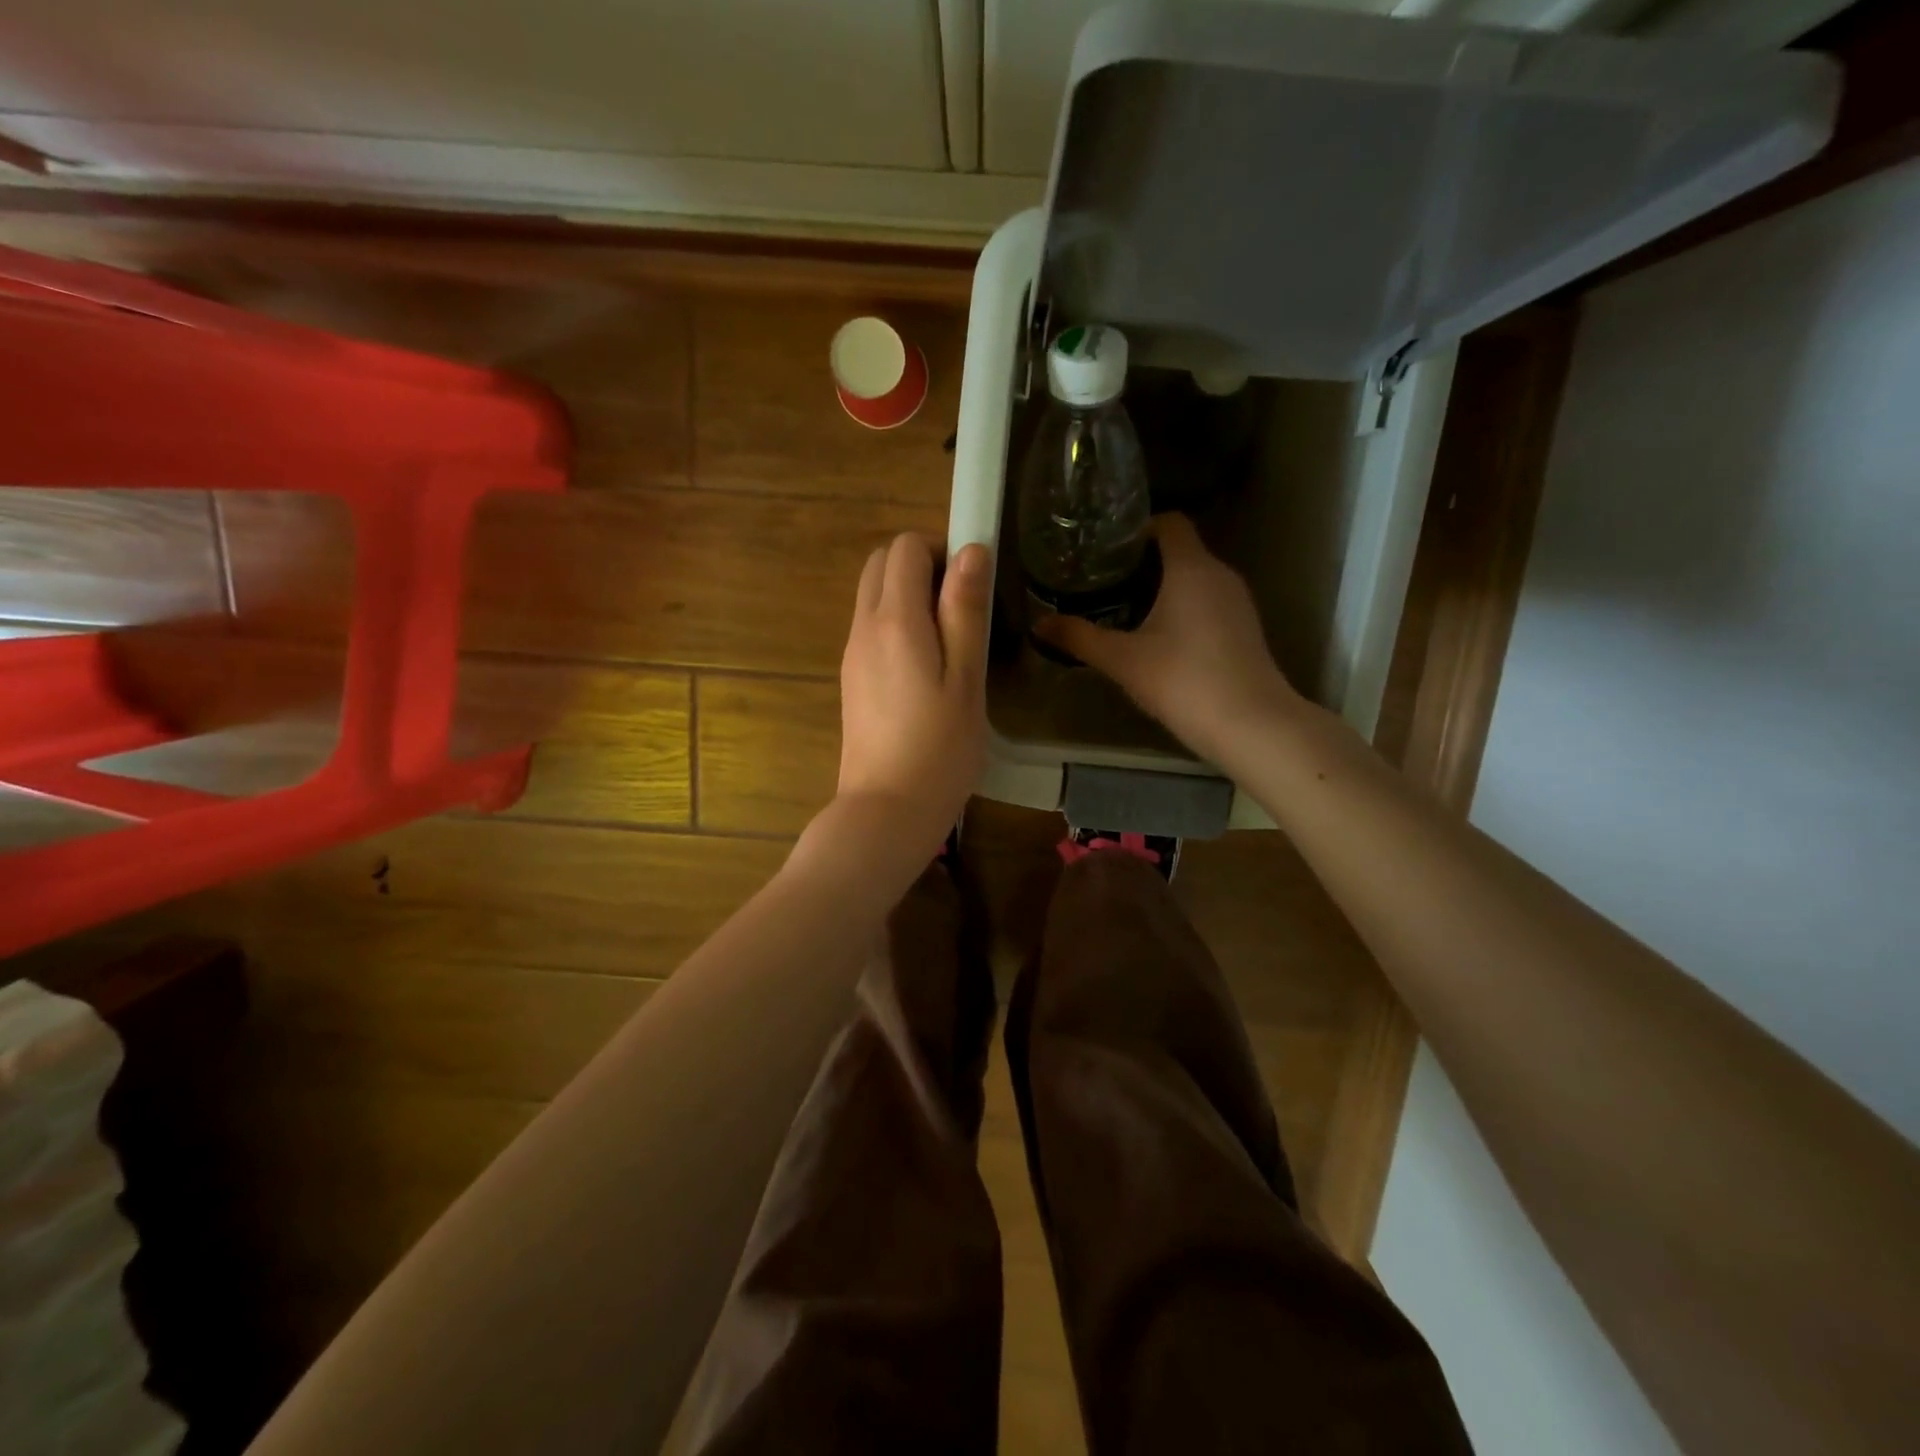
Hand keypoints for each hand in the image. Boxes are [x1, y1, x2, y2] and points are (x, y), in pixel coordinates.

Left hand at [834, 534, 990, 854]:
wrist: (886, 810)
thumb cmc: (939, 749)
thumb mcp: (966, 679)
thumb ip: (965, 612)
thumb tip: (970, 551)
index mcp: (894, 621)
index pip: (904, 548)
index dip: (940, 549)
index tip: (972, 583)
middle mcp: (864, 628)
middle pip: (881, 564)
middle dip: (921, 565)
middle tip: (962, 606)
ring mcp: (852, 654)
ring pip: (873, 594)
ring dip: (909, 595)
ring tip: (950, 639)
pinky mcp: (852, 678)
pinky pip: (871, 627)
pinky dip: (897, 622)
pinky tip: (926, 666)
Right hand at [1034, 514, 1296, 763]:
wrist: (1250, 725)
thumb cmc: (1182, 680)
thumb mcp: (1122, 660)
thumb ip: (1079, 638)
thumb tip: (1038, 625)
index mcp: (1191, 568)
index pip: (1170, 522)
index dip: (1139, 528)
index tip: (1107, 549)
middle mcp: (1220, 575)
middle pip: (1181, 551)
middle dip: (1143, 562)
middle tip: (1104, 581)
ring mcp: (1238, 603)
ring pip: (1196, 579)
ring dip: (1163, 587)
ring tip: (1124, 608)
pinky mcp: (1245, 629)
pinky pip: (1208, 603)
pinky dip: (1183, 609)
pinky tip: (1159, 638)